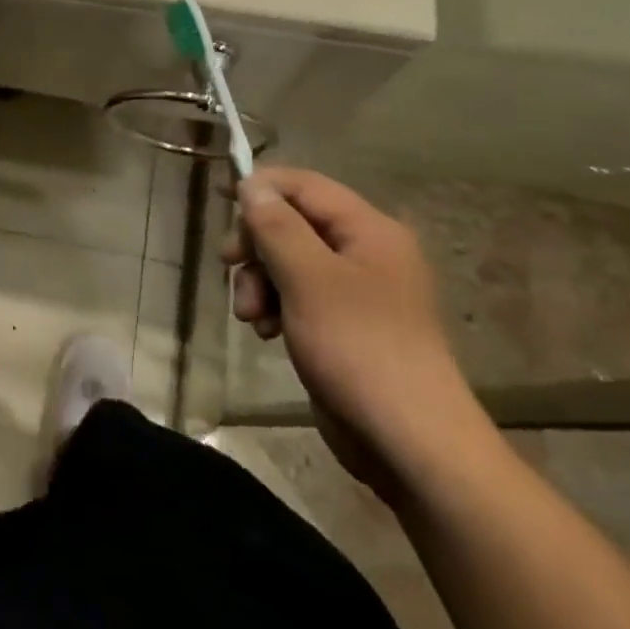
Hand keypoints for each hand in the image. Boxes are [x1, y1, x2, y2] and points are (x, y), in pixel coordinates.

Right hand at [224, 167, 487, 501]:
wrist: (410, 443)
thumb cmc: (359, 348)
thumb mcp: (308, 279)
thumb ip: (277, 226)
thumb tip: (252, 185)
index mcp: (369, 230)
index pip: (304, 185)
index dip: (261, 188)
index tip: (219, 205)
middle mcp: (365, 252)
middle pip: (292, 223)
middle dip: (256, 245)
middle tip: (229, 266)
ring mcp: (356, 292)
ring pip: (289, 262)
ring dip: (260, 281)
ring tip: (250, 316)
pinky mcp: (344, 326)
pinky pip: (298, 296)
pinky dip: (275, 306)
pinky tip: (266, 332)